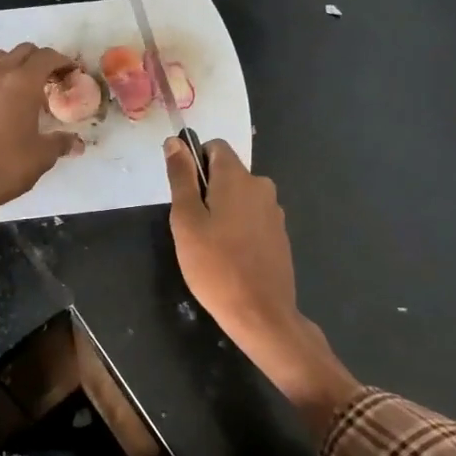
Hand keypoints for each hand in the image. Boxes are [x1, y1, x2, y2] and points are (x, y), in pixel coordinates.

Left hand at [0, 44, 83, 239]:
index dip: (63, 62)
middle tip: (51, 79)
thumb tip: (77, 143)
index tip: (72, 73)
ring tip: (23, 87)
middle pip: (23, 51)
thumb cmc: (6, 165)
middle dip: (40, 60)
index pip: (47, 57)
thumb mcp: (42, 155)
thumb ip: (61, 143)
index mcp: (23, 82)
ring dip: (15, 64)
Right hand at [166, 139, 359, 435]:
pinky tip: (230, 257)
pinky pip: (253, 218)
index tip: (184, 192)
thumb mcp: (186, 220)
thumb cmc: (215, 265)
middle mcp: (261, 186)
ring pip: (240, 197)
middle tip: (192, 225)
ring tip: (210, 245)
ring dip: (224, 210)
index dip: (195, 161)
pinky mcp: (280, 235)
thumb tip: (175, 141)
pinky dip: (239, 228)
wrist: (261, 314)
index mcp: (237, 177)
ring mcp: (274, 211)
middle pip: (228, 173)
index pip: (215, 146)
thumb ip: (181, 177)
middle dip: (208, 190)